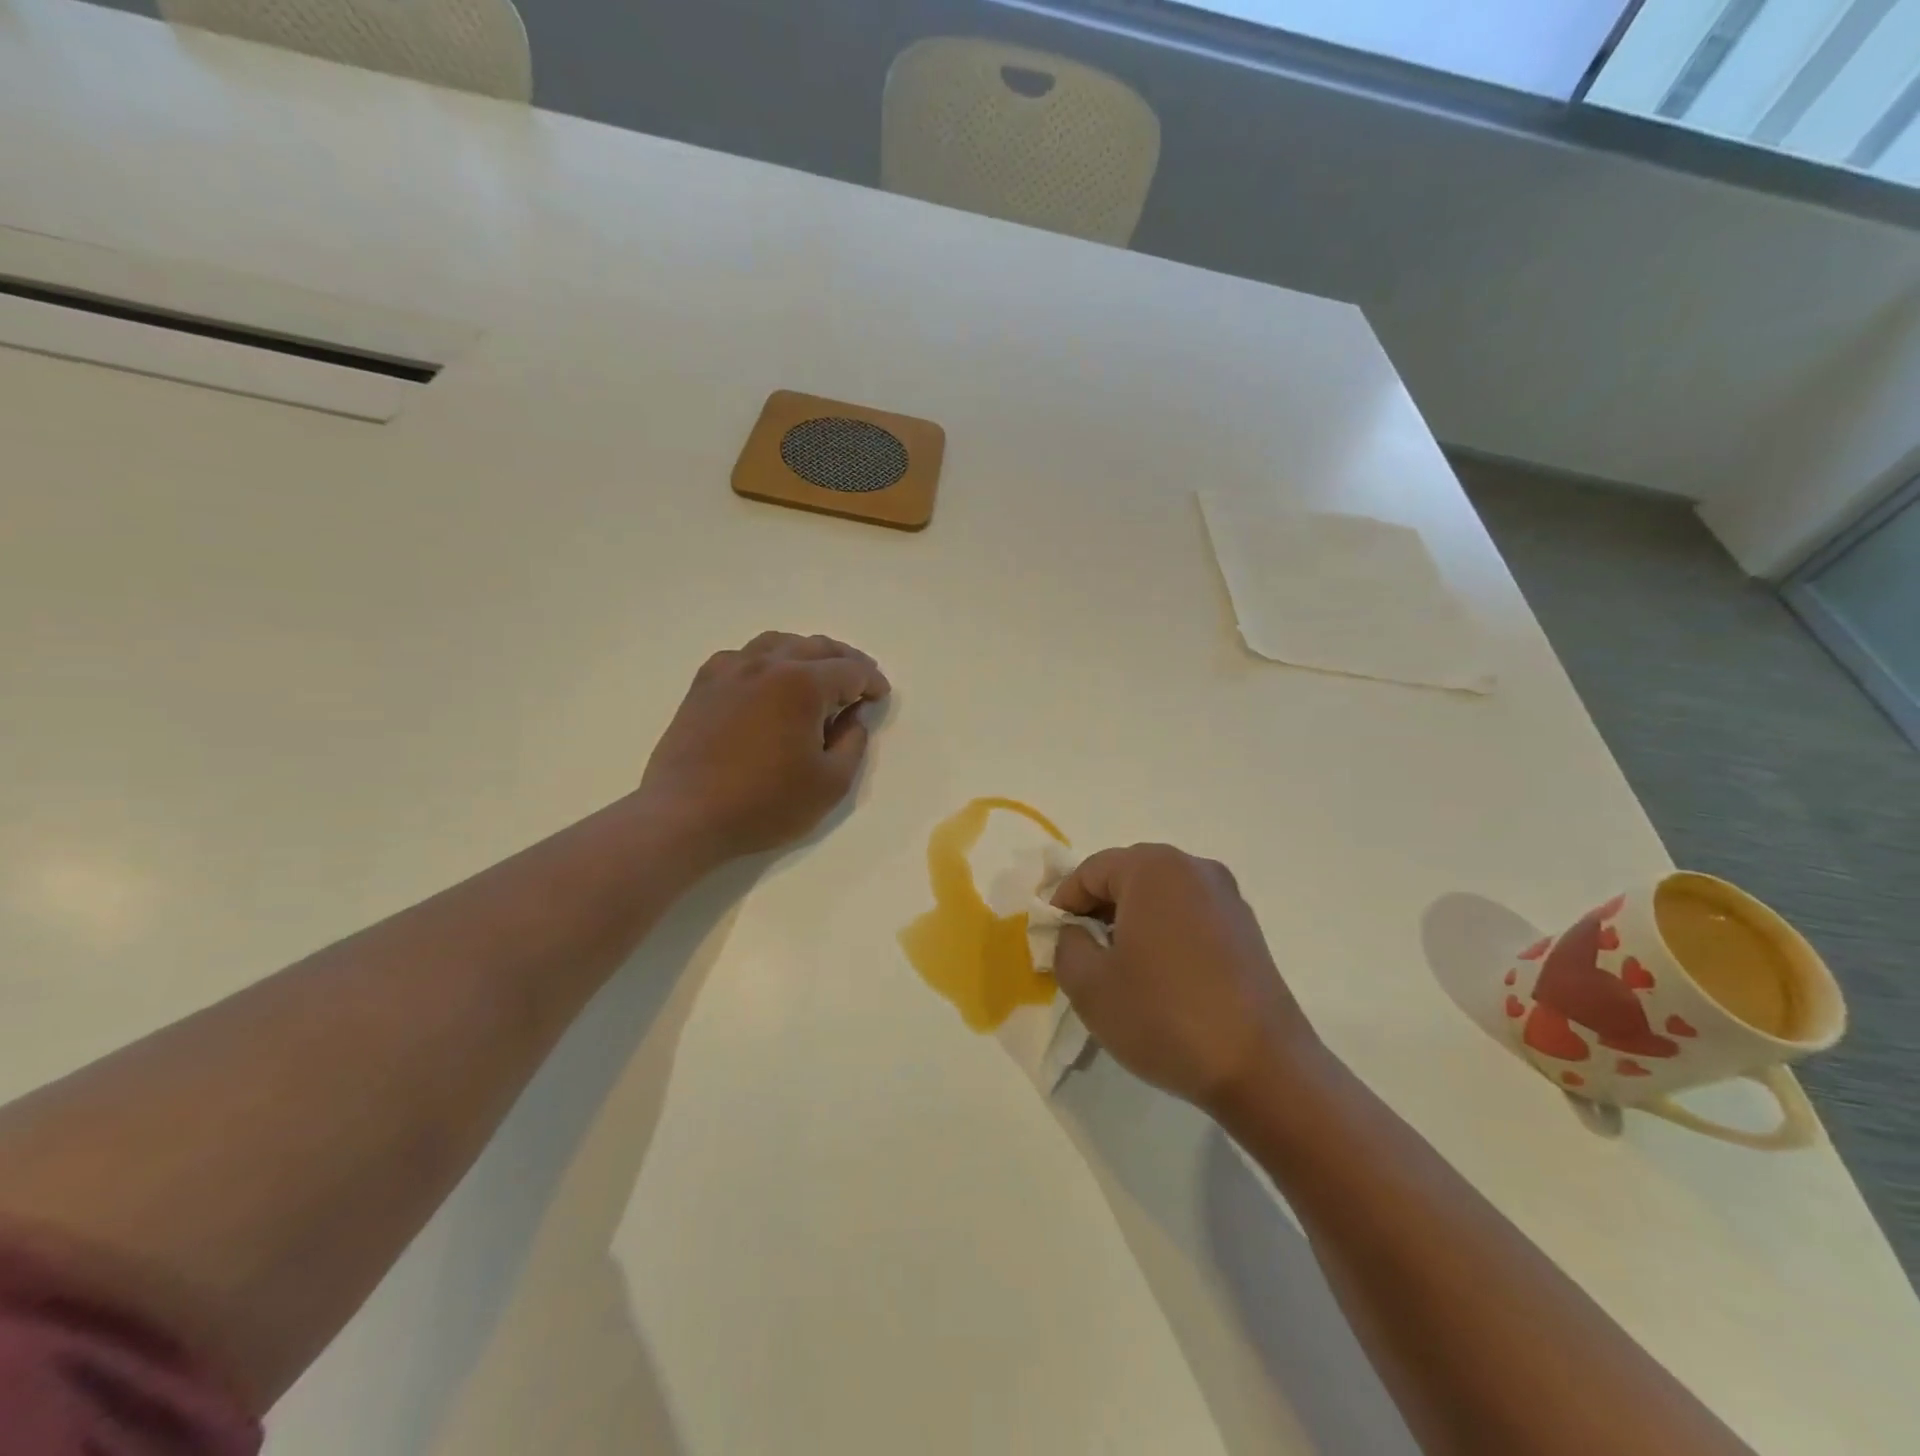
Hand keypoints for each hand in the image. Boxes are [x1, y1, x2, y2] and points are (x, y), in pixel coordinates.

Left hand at [638, 632, 889, 861]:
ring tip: (819, 673)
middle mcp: (767, 664)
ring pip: (778, 642)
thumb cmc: (764, 803)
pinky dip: (768, 660)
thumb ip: (852, 743)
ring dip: (807, 653)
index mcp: (802, 684)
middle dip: (845, 660)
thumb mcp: (830, 784)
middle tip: (860, 679)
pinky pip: (744, 656)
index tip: (880, 696)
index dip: (872, 682)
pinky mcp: (704, 684)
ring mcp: (731, 670)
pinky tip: (769, 680)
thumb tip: (853, 717)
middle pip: (816, 646)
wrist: (685, 815)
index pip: (850, 670)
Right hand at [1051, 844, 1318, 1111]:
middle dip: (1098, 909)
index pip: (1090, 871)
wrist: (1263, 1069)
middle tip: (1082, 953)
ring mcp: (1227, 897)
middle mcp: (1193, 868)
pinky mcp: (1246, 928)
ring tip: (1120, 968)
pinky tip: (1161, 977)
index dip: (1063, 903)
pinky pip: (1189, 915)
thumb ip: (1066, 945)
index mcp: (1153, 868)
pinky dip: (1165, 933)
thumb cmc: (1164, 1017)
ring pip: (1160, 896)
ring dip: (1132, 922)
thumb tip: (1075, 932)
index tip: (1053, 941)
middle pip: (1127, 876)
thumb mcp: (1089, 985)